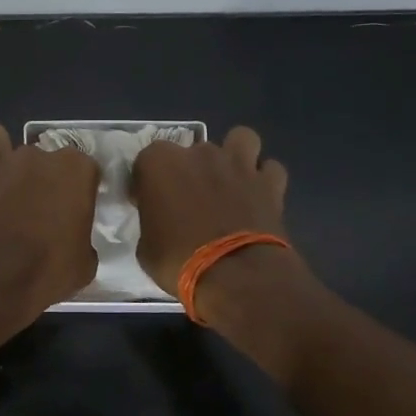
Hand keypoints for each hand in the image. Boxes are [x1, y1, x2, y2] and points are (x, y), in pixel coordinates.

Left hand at [0, 123, 100, 322]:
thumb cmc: (48, 270)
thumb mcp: (84, 262)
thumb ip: (81, 239)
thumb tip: (73, 241)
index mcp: (75, 171)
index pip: (84, 167)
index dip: (77, 187)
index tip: (72, 209)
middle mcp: (37, 156)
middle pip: (41, 155)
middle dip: (38, 175)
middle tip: (34, 206)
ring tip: (0, 178)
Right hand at [130, 126, 290, 292]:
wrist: (235, 276)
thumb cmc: (178, 260)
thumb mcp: (146, 247)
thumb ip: (153, 221)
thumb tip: (161, 221)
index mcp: (160, 163)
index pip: (146, 161)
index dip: (148, 183)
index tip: (150, 204)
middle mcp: (199, 153)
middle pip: (192, 150)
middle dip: (191, 170)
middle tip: (190, 200)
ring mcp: (237, 164)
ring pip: (240, 139)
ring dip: (235, 155)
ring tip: (229, 180)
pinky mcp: (269, 182)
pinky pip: (270, 169)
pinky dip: (265, 179)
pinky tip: (258, 196)